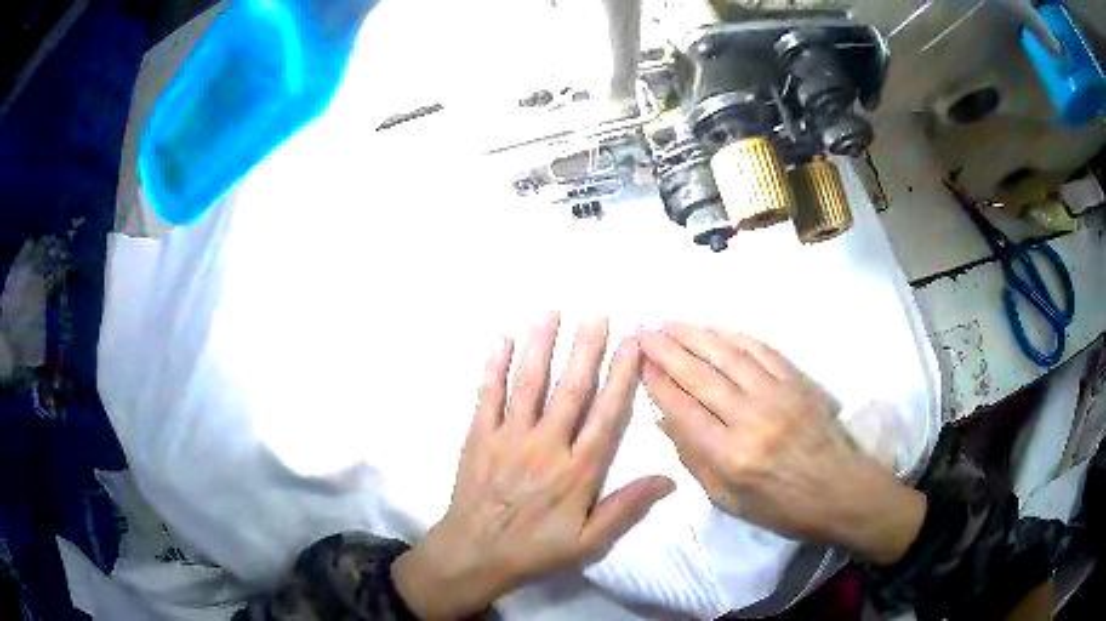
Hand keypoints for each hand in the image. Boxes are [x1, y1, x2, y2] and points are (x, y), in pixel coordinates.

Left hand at [393, 313, 674, 619]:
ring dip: (541, 345)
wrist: (474, 553)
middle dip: (585, 347)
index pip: (606, 415)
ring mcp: (509, 437)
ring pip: (529, 383)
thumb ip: (626, 508)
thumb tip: (669, 479)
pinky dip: (494, 366)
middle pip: (571, 389)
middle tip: (596, 311)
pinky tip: (501, 339)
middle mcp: (546, 445)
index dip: (622, 376)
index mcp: (577, 470)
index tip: (632, 344)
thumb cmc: (535, 549)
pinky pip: (487, 395)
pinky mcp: (479, 436)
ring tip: (551, 311)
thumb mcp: (588, 541)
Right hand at [637, 323, 924, 565]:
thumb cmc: (779, 505)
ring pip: (729, 356)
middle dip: (667, 350)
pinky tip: (716, 328)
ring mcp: (777, 395)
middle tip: (644, 330)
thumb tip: (665, 416)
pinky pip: (761, 350)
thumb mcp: (726, 498)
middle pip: (700, 375)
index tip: (638, 361)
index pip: (682, 409)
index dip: (656, 382)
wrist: (837, 490)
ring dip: (696, 335)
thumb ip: (694, 457)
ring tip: (671, 322)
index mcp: (730, 455)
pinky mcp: (796, 382)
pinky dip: (734, 336)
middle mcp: (751, 419)